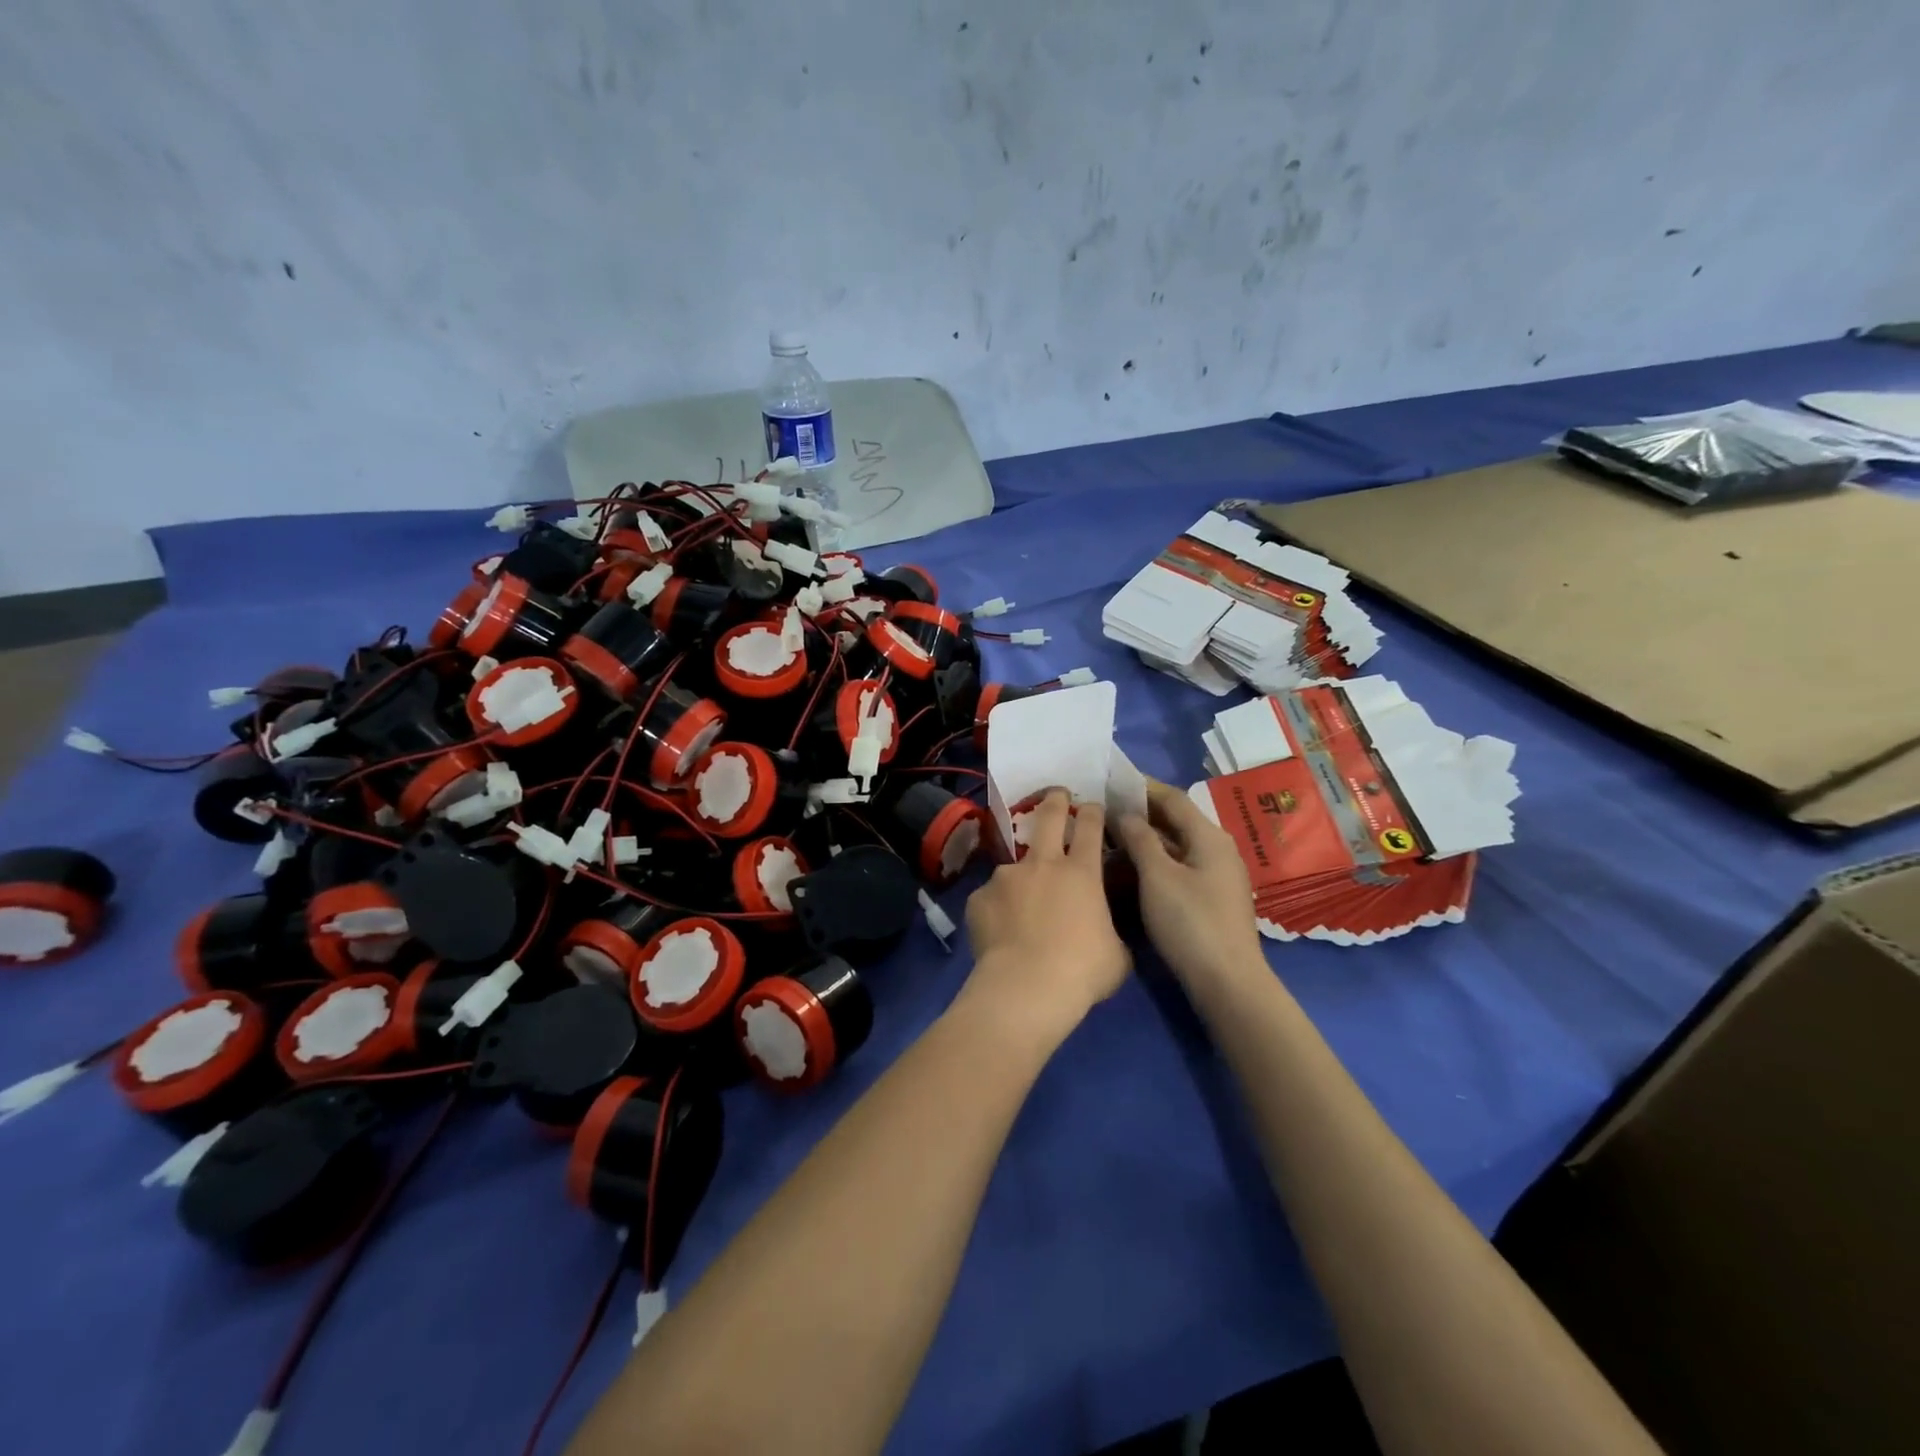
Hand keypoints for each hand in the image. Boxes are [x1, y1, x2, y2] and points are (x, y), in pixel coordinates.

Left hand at [964, 790, 1130, 1033]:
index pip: (1090, 825)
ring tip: (1020, 906)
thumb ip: (1110, 931)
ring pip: (1015, 866)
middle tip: (1056, 794)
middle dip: (1054, 800)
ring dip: (1021, 878)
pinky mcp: (979, 897)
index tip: (1092, 806)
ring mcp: (1006, 877)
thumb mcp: (1116, 954)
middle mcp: (1042, 864)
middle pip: (1048, 815)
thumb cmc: (1082, 971)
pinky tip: (999, 931)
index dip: (1092, 811)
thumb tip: (1105, 932)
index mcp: (1081, 872)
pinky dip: (997, 909)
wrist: (1026, 988)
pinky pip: (991, 898)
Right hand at [1115, 779, 1261, 987]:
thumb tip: (1124, 813)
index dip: (1142, 787)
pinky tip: (1132, 870)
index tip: (1111, 782)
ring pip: (1176, 846)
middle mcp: (1218, 849)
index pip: (1173, 798)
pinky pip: (1179, 867)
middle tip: (1104, 811)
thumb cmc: (1191, 923)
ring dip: (1145, 839)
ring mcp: (1217, 876)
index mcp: (1209, 837)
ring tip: (1111, 838)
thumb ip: (1140, 839)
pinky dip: (1155, 861)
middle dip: (1141, 813)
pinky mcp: (1211, 899)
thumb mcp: (1158, 877)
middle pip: (1176, 820)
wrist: (1227, 982)